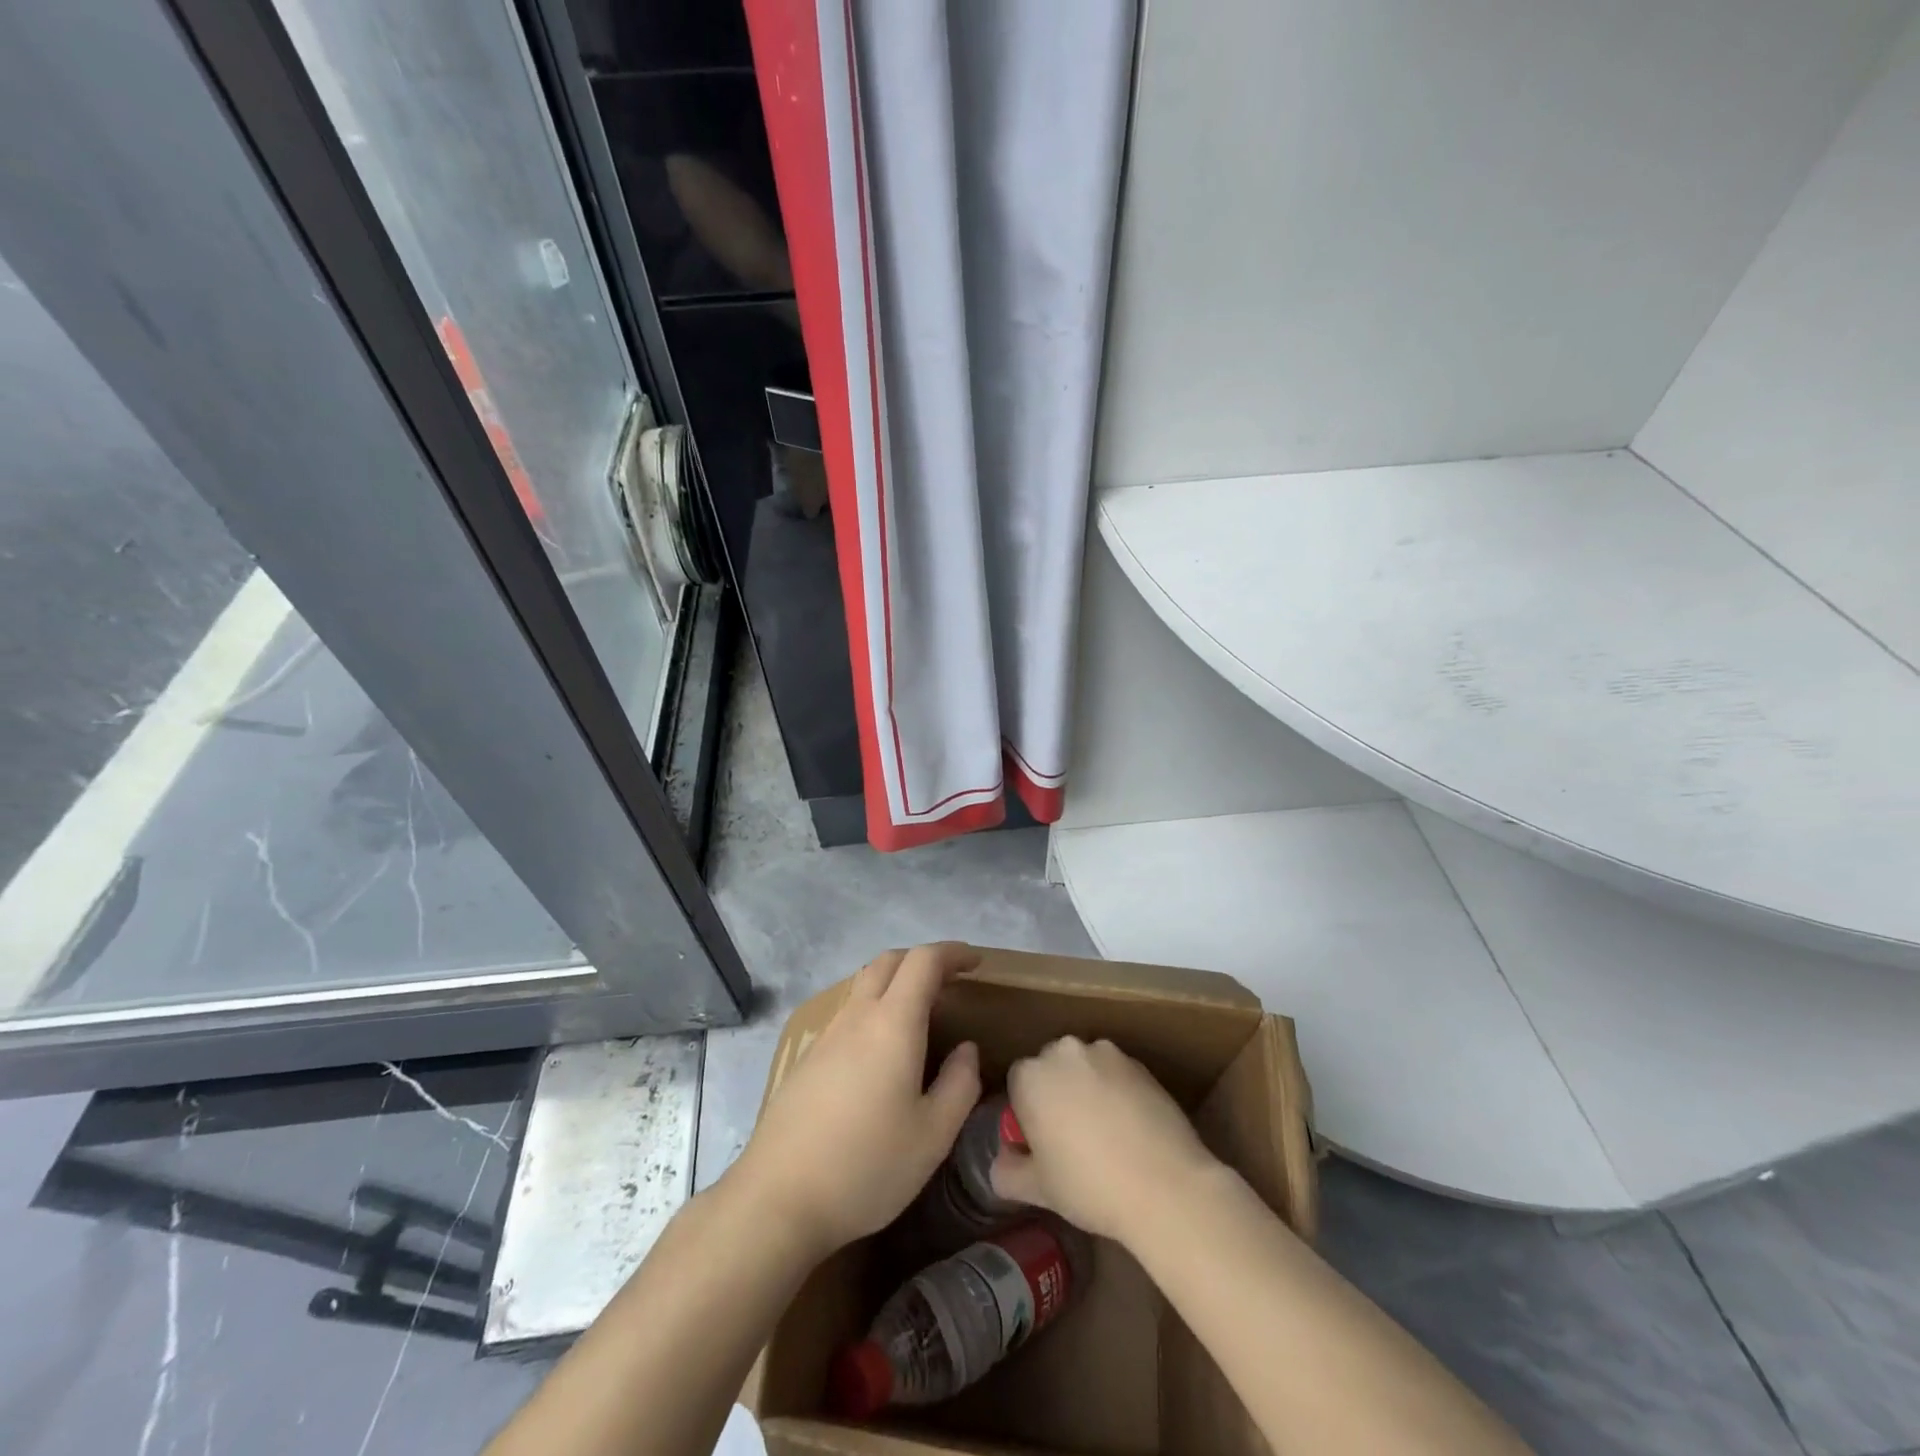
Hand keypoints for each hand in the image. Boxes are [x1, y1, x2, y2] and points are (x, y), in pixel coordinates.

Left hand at [731, 943, 982, 1257]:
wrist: (777, 1199)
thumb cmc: (866, 1166)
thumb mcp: (932, 1136)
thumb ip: (959, 1085)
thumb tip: (966, 1050)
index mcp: (892, 1023)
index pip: (924, 961)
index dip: (952, 953)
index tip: (976, 963)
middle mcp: (857, 1017)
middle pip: (888, 961)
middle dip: (923, 960)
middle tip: (950, 981)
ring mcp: (826, 1036)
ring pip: (864, 985)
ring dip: (895, 982)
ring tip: (920, 1014)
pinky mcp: (807, 1060)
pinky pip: (848, 1013)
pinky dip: (873, 1009)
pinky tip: (881, 1051)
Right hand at [991, 1036, 1221, 1244]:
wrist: (1165, 1185)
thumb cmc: (1090, 1186)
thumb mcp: (1038, 1189)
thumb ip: (1007, 1171)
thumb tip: (1001, 1162)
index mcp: (1031, 1075)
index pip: (1017, 1083)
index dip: (1027, 1112)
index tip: (1042, 1142)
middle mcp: (1064, 1051)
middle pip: (1051, 1067)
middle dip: (1057, 1092)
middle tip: (1072, 1137)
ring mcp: (1105, 1053)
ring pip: (1085, 1067)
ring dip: (1088, 1088)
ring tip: (1106, 1133)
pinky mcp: (1139, 1062)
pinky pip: (1116, 1073)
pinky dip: (1118, 1091)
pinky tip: (1131, 1129)